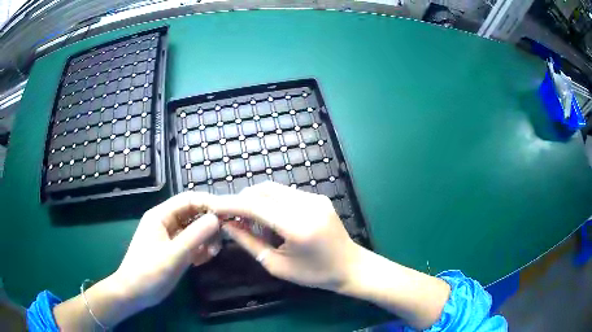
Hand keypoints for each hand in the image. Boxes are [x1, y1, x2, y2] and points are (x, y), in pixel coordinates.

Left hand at [112, 192, 220, 309]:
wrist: (135, 293)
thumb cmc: (150, 271)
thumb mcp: (174, 254)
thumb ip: (195, 236)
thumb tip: (217, 218)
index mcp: (161, 215)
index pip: (188, 199)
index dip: (208, 203)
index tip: (228, 214)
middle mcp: (166, 222)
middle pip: (194, 214)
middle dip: (209, 225)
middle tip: (220, 241)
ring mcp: (171, 237)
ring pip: (195, 230)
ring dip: (206, 240)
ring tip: (211, 255)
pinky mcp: (174, 251)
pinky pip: (193, 244)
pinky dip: (201, 250)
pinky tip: (201, 262)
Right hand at [215, 181, 360, 291]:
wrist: (351, 267)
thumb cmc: (314, 274)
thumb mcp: (277, 265)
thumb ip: (250, 243)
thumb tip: (227, 225)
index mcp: (298, 227)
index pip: (256, 207)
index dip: (231, 205)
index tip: (213, 206)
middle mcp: (308, 205)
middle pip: (263, 190)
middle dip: (242, 200)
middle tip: (231, 218)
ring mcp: (316, 198)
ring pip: (274, 189)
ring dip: (256, 201)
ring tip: (252, 223)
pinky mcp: (319, 197)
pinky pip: (286, 194)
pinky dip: (271, 202)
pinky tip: (271, 220)